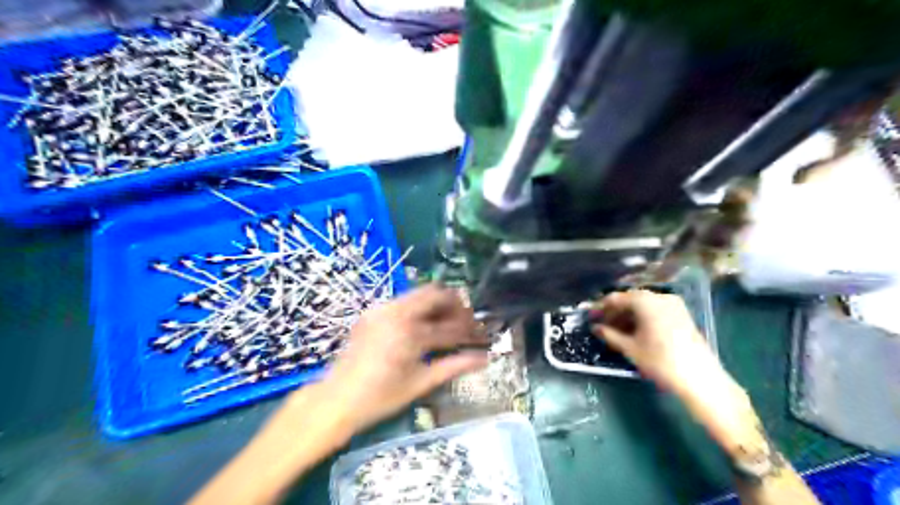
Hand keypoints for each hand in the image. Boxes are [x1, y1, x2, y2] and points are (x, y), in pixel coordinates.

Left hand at [309, 285, 491, 432]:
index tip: (482, 335)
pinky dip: (419, 308)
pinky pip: (403, 301)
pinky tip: (422, 326)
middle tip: (465, 322)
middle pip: (436, 293)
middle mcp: (397, 312)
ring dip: (437, 304)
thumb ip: (454, 366)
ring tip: (446, 323)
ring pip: (419, 293)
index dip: (471, 331)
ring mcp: (382, 309)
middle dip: (456, 305)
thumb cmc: (380, 398)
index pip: (451, 326)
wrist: (335, 399)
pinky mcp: (372, 311)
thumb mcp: (420, 384)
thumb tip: (484, 359)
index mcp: (410, 333)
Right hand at [592, 287, 729, 398]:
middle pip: (631, 299)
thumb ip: (609, 334)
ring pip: (643, 306)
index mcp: (645, 301)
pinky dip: (642, 318)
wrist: (700, 379)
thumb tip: (596, 328)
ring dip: (628, 316)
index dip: (600, 307)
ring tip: (615, 331)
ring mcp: (674, 305)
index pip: (616, 298)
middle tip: (601, 324)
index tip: (590, 317)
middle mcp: (660, 297)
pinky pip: (655, 311)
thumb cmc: (659, 360)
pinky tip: (634, 332)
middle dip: (615, 312)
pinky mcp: (682, 316)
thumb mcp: (629, 348)